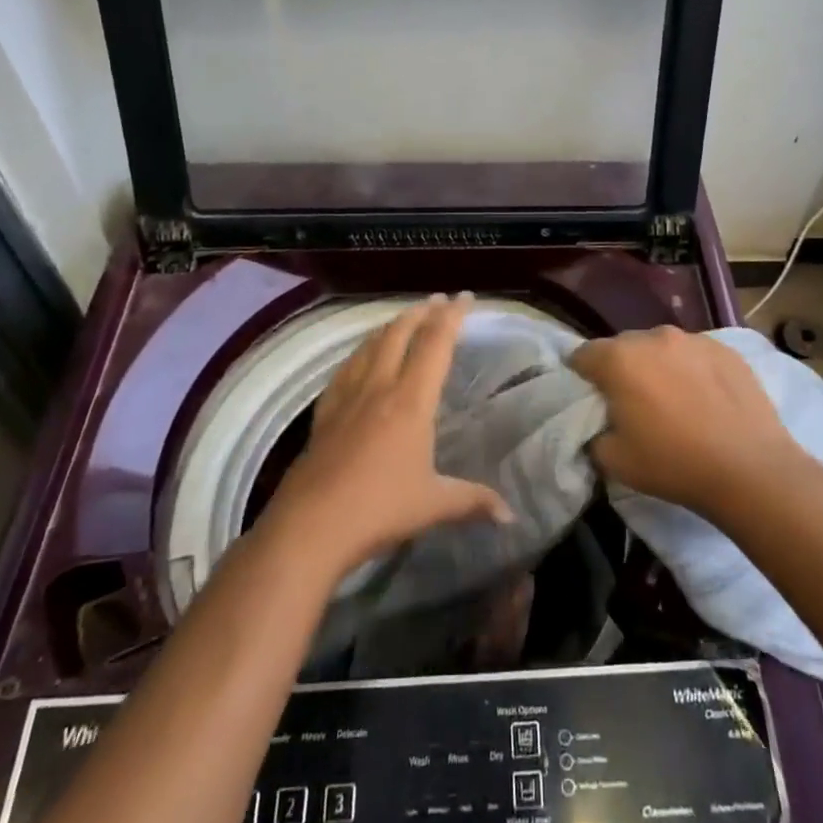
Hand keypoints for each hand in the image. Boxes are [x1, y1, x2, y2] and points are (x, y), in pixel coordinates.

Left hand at [264, 294, 511, 577]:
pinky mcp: (324, 412)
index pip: (435, 344)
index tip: (464, 297)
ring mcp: (347, 397)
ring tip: (403, 320)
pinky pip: (345, 368)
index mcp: (410, 401)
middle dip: (421, 312)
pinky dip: (361, 352)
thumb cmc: (379, 509)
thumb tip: (511, 515)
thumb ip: (473, 501)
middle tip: (437, 301)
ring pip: (370, 345)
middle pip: (399, 333)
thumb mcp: (434, 505)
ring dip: (390, 326)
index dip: (452, 316)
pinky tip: (360, 358)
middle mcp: (379, 387)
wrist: (310, 526)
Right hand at [572, 326, 802, 524]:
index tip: (591, 400)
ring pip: (661, 347)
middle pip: (622, 347)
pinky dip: (690, 370)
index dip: (581, 377)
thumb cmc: (674, 464)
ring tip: (673, 400)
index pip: (583, 355)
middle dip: (620, 369)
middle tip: (631, 403)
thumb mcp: (613, 461)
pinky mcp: (726, 349)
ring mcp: (693, 339)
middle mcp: (653, 337)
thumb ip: (592, 434)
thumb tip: (598, 424)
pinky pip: (694, 354)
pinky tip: (704, 400)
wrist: (751, 470)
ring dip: (657, 366)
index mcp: (620, 359)